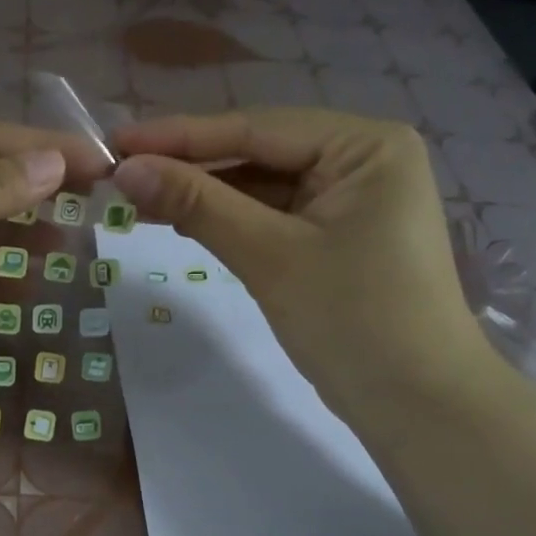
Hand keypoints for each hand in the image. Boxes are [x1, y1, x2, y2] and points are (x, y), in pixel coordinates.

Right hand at [109, 109, 492, 426]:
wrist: (419, 408)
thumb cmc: (355, 322)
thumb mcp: (270, 256)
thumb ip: (198, 205)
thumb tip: (126, 169)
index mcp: (365, 145)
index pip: (257, 128)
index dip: (181, 136)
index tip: (116, 142)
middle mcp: (363, 159)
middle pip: (259, 153)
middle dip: (191, 167)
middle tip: (119, 174)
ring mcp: (353, 199)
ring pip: (263, 186)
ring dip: (205, 195)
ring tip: (137, 198)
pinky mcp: (339, 236)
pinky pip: (275, 216)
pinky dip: (231, 221)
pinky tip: (183, 220)